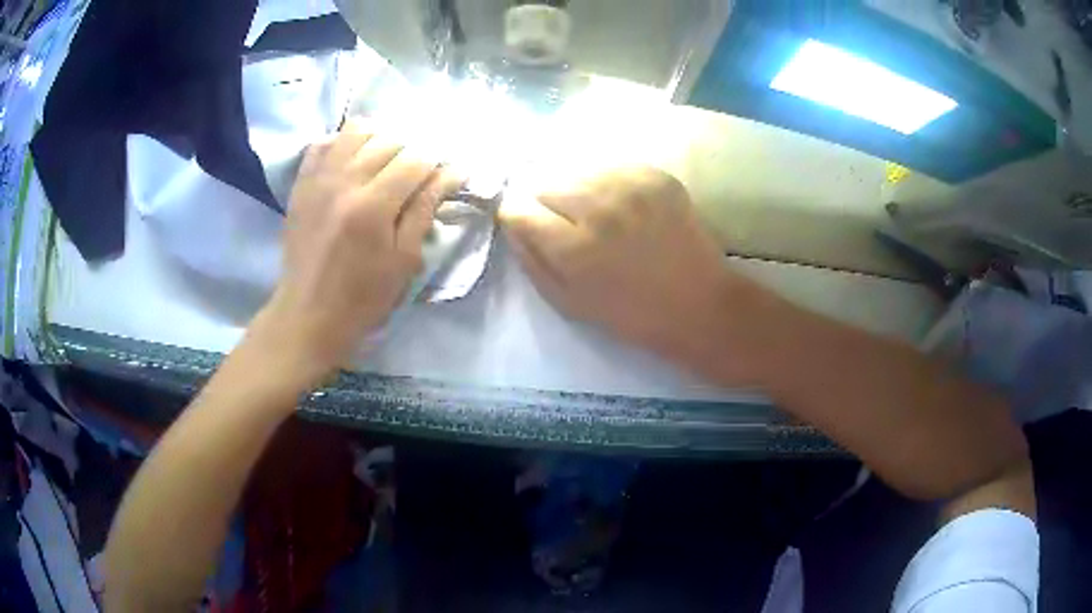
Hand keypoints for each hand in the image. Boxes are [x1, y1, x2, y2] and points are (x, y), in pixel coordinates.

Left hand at [258, 122, 461, 378]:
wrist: (308, 313)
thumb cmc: (363, 296)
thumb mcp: (404, 260)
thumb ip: (426, 208)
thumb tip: (454, 171)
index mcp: (373, 205)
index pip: (417, 158)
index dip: (437, 164)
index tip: (443, 178)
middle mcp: (344, 180)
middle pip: (390, 139)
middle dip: (412, 152)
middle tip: (415, 178)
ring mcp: (318, 178)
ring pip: (357, 130)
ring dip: (380, 140)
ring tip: (385, 164)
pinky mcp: (301, 183)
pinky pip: (325, 142)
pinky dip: (344, 144)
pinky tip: (352, 163)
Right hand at [500, 167, 738, 366]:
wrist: (698, 303)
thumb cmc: (630, 314)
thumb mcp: (568, 303)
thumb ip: (532, 260)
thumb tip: (512, 224)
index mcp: (573, 247)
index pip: (518, 207)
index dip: (517, 215)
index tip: (526, 223)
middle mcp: (599, 207)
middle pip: (544, 180)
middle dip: (545, 200)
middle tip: (565, 221)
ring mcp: (631, 186)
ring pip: (578, 169)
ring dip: (577, 188)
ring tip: (595, 212)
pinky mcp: (656, 175)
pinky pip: (612, 166)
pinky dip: (607, 182)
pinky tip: (622, 204)